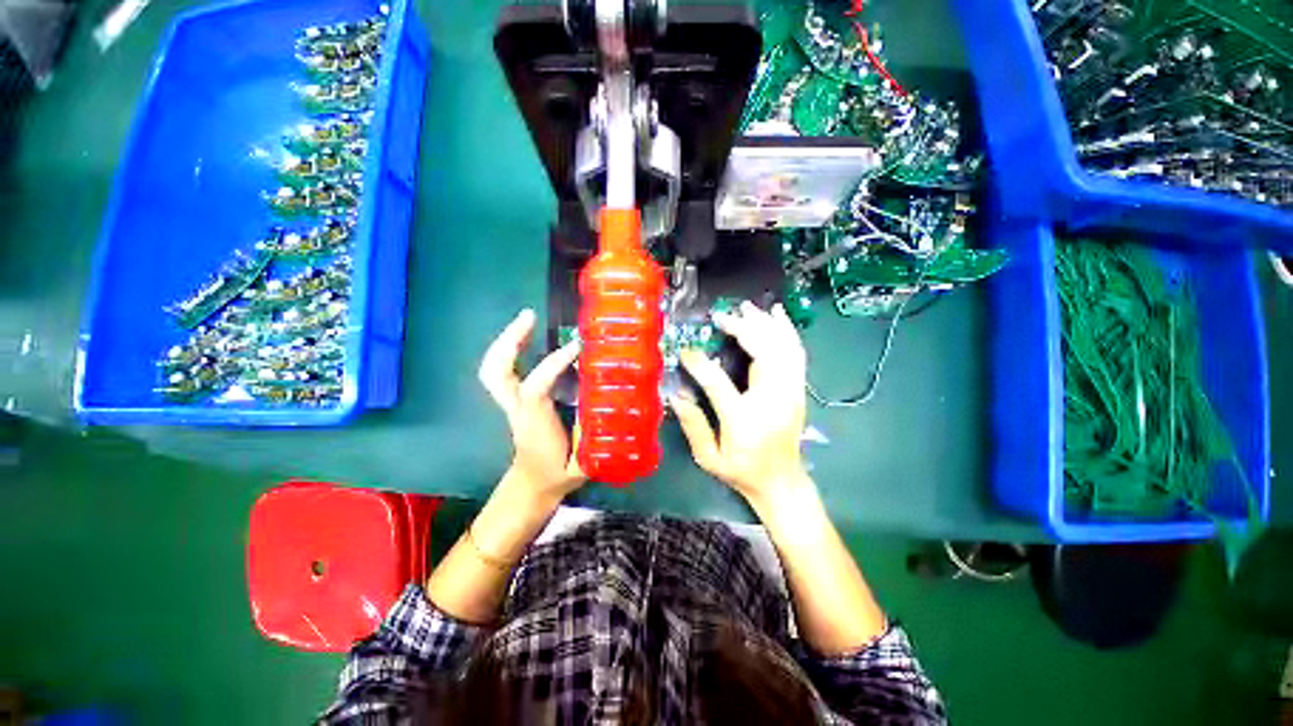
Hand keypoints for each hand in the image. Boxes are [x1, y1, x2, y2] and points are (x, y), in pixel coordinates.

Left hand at [478, 309, 585, 500]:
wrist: (534, 485)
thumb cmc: (558, 472)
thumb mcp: (583, 459)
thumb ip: (599, 436)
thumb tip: (617, 407)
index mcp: (535, 422)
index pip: (536, 388)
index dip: (554, 364)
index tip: (577, 346)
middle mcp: (518, 408)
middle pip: (496, 372)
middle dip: (510, 341)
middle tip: (530, 316)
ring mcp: (512, 403)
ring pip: (494, 369)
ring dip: (508, 341)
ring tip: (527, 319)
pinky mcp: (515, 401)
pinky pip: (504, 371)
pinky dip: (512, 351)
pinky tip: (529, 338)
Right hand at [672, 302, 811, 503]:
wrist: (781, 483)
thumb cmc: (742, 472)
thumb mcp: (709, 459)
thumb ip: (693, 427)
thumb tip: (676, 396)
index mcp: (744, 420)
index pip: (718, 383)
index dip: (700, 364)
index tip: (686, 352)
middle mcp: (772, 401)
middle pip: (761, 354)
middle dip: (742, 329)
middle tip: (721, 316)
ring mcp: (790, 393)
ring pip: (782, 348)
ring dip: (764, 324)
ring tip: (746, 307)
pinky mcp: (798, 389)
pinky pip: (796, 353)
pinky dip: (787, 331)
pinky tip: (777, 314)